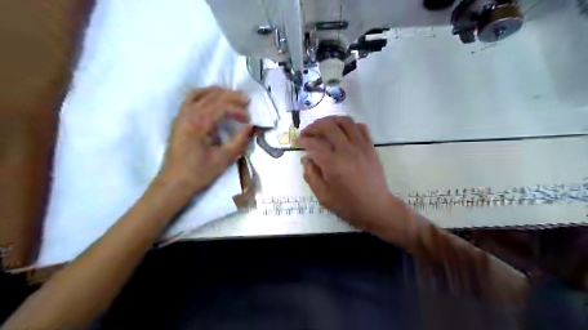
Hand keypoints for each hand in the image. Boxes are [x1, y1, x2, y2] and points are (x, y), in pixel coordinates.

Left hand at [154, 86, 251, 202]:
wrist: (174, 183)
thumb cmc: (199, 173)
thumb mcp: (224, 159)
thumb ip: (239, 141)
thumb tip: (250, 127)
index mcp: (197, 124)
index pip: (221, 107)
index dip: (238, 110)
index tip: (249, 120)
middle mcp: (187, 114)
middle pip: (212, 96)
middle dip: (231, 96)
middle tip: (247, 100)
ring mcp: (181, 116)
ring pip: (200, 93)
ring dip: (217, 92)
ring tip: (232, 96)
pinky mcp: (179, 120)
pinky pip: (191, 99)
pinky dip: (204, 95)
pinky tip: (213, 100)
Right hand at [299, 116, 399, 234]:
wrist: (376, 208)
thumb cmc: (347, 205)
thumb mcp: (323, 196)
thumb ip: (311, 175)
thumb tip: (306, 158)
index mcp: (333, 164)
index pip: (313, 143)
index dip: (302, 140)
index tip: (297, 141)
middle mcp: (347, 150)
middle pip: (328, 126)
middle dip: (313, 126)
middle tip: (306, 132)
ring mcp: (361, 146)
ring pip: (345, 121)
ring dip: (330, 120)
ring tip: (323, 127)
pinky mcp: (371, 147)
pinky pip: (360, 127)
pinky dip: (349, 125)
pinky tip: (342, 132)